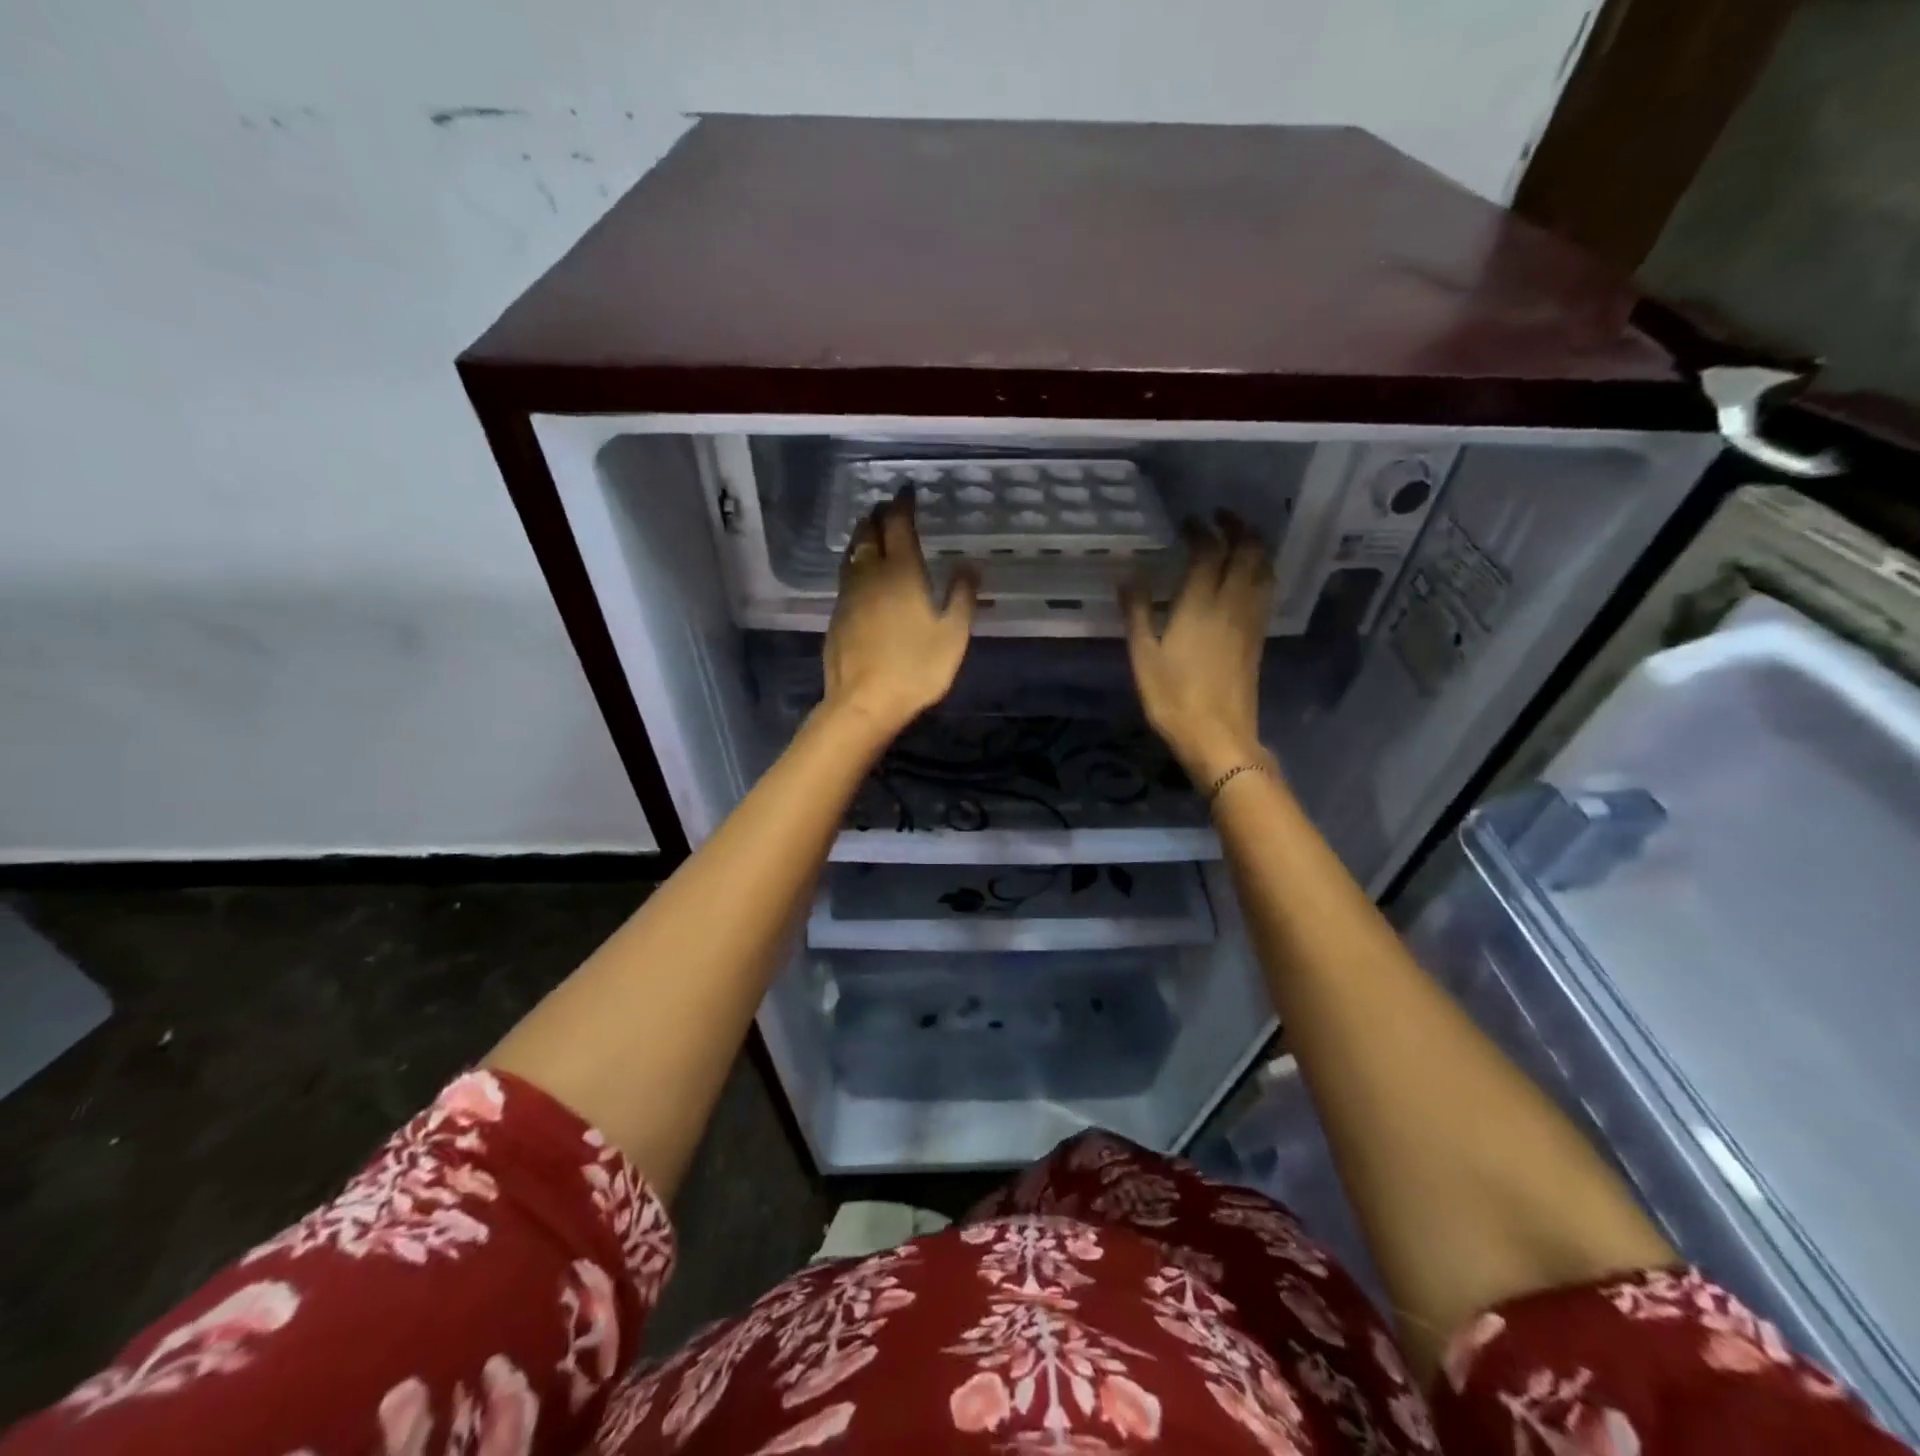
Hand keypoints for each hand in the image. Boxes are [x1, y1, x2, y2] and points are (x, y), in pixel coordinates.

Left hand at [822, 490, 978, 739]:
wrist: (864, 701)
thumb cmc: (916, 668)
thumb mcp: (952, 634)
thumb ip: (962, 595)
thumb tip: (970, 563)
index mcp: (902, 572)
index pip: (898, 525)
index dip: (902, 504)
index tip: (907, 490)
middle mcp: (871, 574)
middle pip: (869, 533)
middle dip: (878, 515)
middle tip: (888, 507)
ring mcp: (849, 594)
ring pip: (852, 553)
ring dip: (862, 535)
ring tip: (870, 529)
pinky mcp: (837, 615)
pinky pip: (846, 575)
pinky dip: (854, 562)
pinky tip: (860, 572)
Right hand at [1122, 513, 1275, 787]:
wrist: (1219, 734)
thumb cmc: (1174, 698)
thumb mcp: (1144, 657)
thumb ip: (1137, 613)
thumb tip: (1128, 577)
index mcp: (1201, 604)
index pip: (1209, 551)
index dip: (1200, 531)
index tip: (1188, 522)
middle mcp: (1232, 603)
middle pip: (1248, 551)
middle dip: (1237, 527)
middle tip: (1219, 517)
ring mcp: (1251, 620)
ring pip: (1264, 568)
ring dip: (1255, 545)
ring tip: (1238, 537)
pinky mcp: (1258, 637)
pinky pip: (1266, 590)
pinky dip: (1260, 570)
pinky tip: (1249, 575)